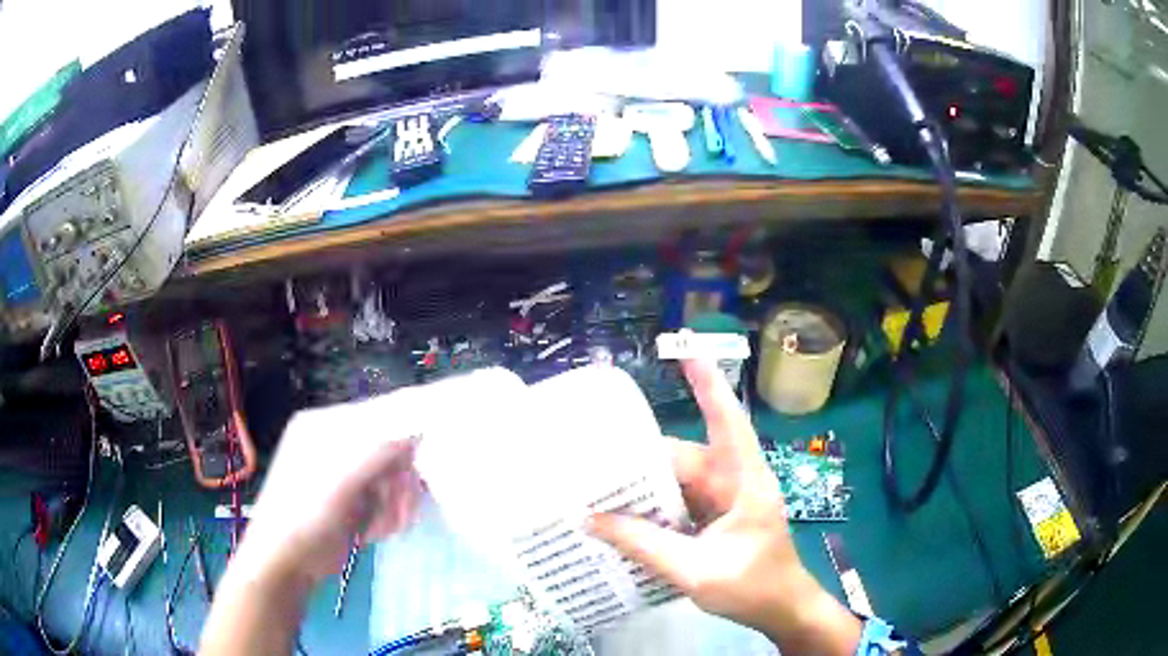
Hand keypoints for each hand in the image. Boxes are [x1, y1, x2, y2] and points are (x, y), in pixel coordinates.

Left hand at [202, 396, 422, 655]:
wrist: (284, 564)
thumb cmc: (304, 519)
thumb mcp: (340, 483)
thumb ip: (378, 452)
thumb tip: (420, 429)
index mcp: (323, 425)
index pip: (378, 414)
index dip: (408, 431)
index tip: (434, 454)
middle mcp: (333, 441)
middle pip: (388, 446)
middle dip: (399, 479)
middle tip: (405, 508)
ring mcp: (341, 470)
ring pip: (389, 474)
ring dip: (395, 502)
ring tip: (388, 527)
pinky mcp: (350, 496)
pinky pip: (383, 494)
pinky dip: (387, 513)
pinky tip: (376, 530)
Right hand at [588, 360, 860, 654]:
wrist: (782, 611)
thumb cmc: (752, 587)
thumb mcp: (695, 571)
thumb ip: (643, 545)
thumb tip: (590, 519)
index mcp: (745, 482)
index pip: (728, 422)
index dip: (709, 384)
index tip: (688, 348)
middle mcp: (735, 482)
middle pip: (686, 458)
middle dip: (644, 458)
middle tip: (594, 457)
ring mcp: (726, 501)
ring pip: (679, 482)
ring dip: (646, 487)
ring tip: (599, 486)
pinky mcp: (716, 519)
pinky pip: (681, 504)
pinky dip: (656, 507)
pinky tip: (625, 514)